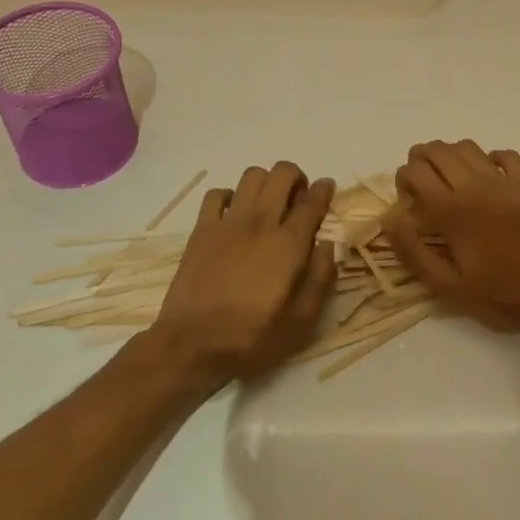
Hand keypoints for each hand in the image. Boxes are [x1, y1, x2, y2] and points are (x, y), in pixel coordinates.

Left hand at [142, 163, 336, 387]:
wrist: (191, 345)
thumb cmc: (252, 338)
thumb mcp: (301, 322)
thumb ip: (320, 279)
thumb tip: (327, 245)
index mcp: (289, 245)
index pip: (312, 201)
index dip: (324, 189)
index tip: (327, 187)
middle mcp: (260, 222)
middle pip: (281, 174)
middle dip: (296, 177)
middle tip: (298, 197)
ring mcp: (228, 223)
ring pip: (251, 176)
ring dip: (266, 182)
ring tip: (268, 202)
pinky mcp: (201, 229)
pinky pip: (216, 194)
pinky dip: (230, 196)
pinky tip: (234, 214)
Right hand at [383, 141, 519, 335]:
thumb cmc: (500, 296)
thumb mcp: (448, 288)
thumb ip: (413, 252)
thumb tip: (390, 220)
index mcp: (451, 211)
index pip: (415, 171)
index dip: (403, 179)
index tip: (408, 200)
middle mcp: (475, 187)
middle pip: (438, 150)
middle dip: (422, 159)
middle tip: (423, 182)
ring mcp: (505, 182)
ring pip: (468, 147)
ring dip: (451, 155)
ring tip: (450, 176)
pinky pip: (506, 155)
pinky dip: (490, 158)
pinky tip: (488, 176)